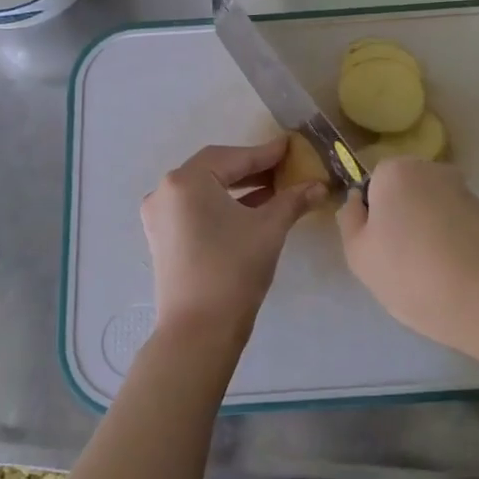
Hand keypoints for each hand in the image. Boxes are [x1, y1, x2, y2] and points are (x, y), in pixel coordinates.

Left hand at [140, 138, 324, 347]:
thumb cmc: (233, 270)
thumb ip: (293, 200)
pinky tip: (250, 210)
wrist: (198, 331)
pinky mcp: (162, 238)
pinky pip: (195, 209)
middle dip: (251, 169)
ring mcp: (160, 216)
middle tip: (284, 168)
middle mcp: (166, 191)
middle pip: (215, 169)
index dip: (266, 153)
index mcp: (186, 181)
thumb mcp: (269, 229)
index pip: (233, 157)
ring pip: (205, 190)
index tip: (290, 147)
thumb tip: (318, 185)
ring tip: (274, 190)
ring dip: (238, 188)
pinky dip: (222, 205)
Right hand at [337, 158, 478, 362]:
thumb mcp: (359, 254)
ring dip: (426, 231)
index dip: (371, 217)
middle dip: (399, 220)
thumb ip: (350, 220)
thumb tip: (358, 201)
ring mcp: (464, 190)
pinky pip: (455, 225)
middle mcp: (431, 169)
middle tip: (397, 263)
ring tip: (428, 274)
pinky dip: (450, 242)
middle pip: (403, 193)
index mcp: (395, 169)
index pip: (371, 185)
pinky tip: (452, 274)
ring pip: (430, 209)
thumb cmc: (411, 273)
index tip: (376, 248)